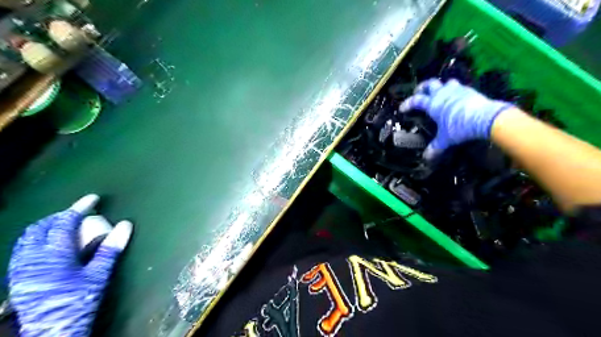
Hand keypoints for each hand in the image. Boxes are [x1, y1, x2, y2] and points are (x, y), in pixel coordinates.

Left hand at [7, 195, 131, 336]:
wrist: (53, 331)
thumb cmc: (79, 301)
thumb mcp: (99, 274)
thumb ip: (110, 248)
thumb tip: (125, 224)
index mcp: (54, 255)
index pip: (64, 222)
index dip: (79, 207)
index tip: (93, 198)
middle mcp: (32, 258)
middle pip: (41, 227)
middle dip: (60, 215)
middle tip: (79, 211)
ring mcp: (21, 268)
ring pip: (28, 237)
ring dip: (47, 225)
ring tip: (64, 223)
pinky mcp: (18, 277)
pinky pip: (23, 248)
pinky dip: (38, 238)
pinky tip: (49, 244)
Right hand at [401, 78, 513, 156]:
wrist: (484, 118)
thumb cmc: (459, 127)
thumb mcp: (445, 139)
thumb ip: (435, 147)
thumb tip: (426, 158)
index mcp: (433, 104)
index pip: (416, 101)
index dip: (408, 104)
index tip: (402, 108)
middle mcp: (443, 94)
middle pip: (430, 84)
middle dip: (423, 87)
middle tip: (419, 92)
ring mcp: (457, 90)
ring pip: (446, 82)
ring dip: (441, 87)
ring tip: (440, 93)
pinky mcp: (470, 91)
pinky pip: (460, 87)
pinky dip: (455, 91)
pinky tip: (457, 98)